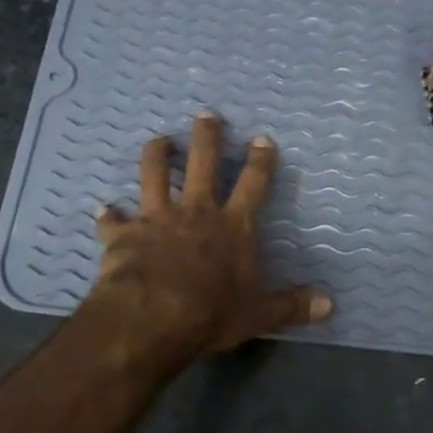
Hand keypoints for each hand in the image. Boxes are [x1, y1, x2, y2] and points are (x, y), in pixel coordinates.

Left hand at [89, 114, 330, 357]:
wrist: (153, 317)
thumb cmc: (212, 312)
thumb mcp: (259, 314)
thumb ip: (292, 305)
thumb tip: (329, 304)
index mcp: (232, 226)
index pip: (253, 184)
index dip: (260, 161)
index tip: (262, 139)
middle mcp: (195, 212)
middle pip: (202, 165)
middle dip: (206, 137)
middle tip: (206, 115)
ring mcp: (156, 219)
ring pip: (154, 176)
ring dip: (156, 156)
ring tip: (158, 141)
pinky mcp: (123, 235)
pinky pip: (112, 221)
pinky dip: (108, 216)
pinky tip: (103, 210)